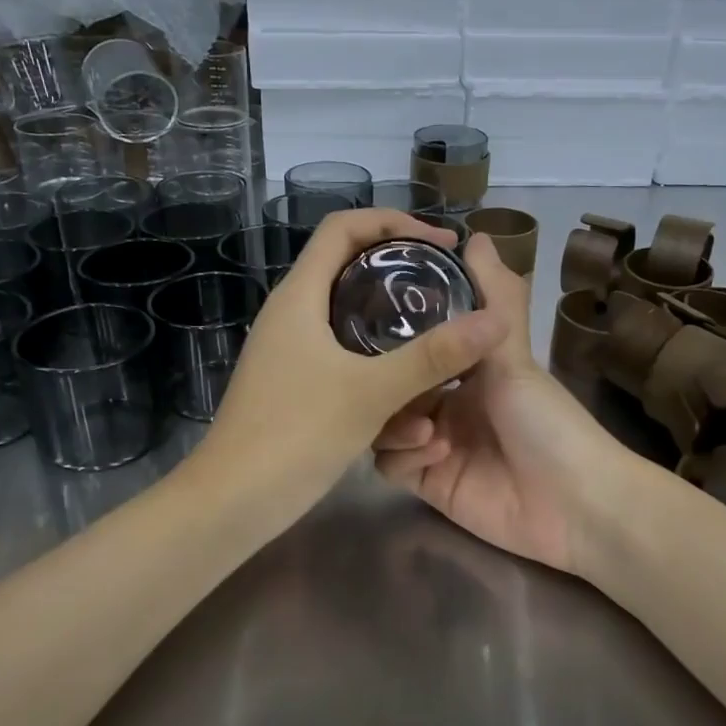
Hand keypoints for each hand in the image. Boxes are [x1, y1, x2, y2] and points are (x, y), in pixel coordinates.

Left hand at [197, 209, 508, 528]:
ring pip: (352, 322)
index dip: (395, 222)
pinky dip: (379, 369)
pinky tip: (410, 399)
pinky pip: (345, 360)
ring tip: (440, 346)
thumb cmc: (295, 435)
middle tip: (448, 289)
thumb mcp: (371, 393)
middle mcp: (292, 315)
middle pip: (351, 269)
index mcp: (300, 297)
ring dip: (395, 332)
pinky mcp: (296, 385)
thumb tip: (495, 322)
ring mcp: (291, 352)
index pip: (344, 227)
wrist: (231, 504)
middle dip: (403, 275)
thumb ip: (433, 356)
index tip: (442, 244)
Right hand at [372, 234, 635, 578]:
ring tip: (426, 428)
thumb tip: (476, 234)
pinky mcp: (428, 482)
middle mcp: (446, 402)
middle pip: (390, 385)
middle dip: (387, 383)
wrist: (575, 503)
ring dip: (396, 421)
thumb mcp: (515, 355)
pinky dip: (404, 454)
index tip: (370, 320)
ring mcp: (434, 444)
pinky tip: (435, 454)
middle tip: (384, 380)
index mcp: (466, 369)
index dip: (392, 336)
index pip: (414, 346)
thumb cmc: (548, 420)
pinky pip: (390, 464)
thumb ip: (493, 298)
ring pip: (382, 423)